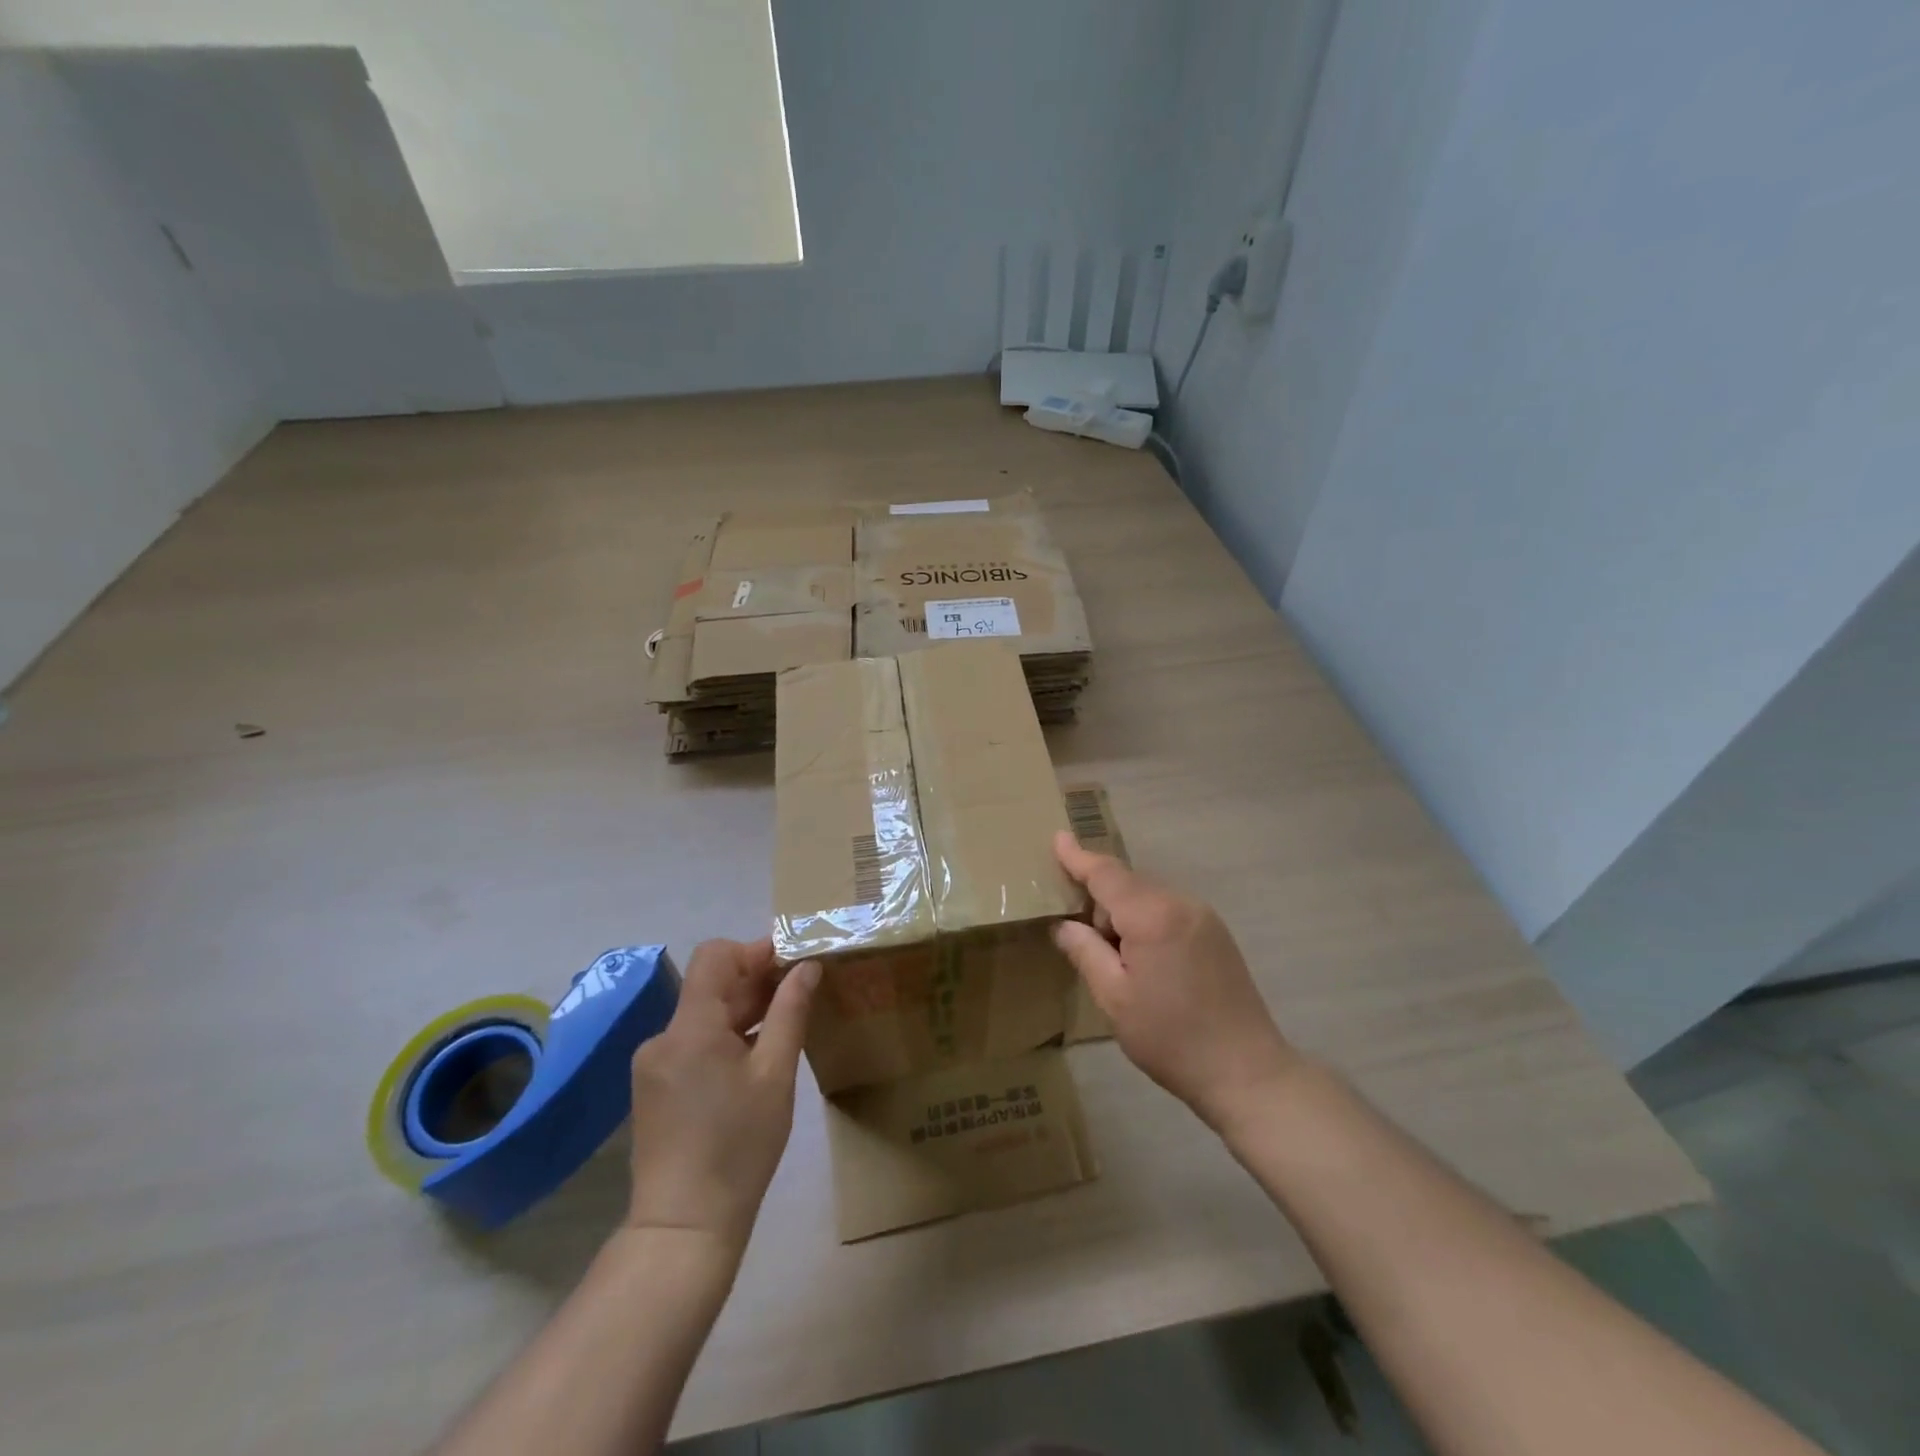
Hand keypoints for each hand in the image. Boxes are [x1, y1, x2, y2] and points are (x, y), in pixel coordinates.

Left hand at [624, 938, 820, 1252]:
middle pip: (710, 985)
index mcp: (690, 1028)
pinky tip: (753, 1059)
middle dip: (755, 980)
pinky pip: (692, 1042)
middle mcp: (663, 1037)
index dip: (754, 950)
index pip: (715, 955)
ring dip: (742, 1010)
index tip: (792, 963)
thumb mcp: (775, 1075)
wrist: (684, 1229)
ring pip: (702, 1014)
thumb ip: (790, 1012)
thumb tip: (807, 967)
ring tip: (784, 1025)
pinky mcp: (653, 1088)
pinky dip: (724, 1037)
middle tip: (800, 993)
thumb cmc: (739, 1147)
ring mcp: (653, 1064)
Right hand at [1051, 832, 1297, 1128]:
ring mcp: (1203, 916)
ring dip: (1122, 915)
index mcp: (1152, 915)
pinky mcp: (1215, 933)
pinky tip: (1144, 962)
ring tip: (1116, 962)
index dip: (1077, 857)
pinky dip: (1145, 922)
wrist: (1246, 1072)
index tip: (1057, 837)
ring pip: (1147, 898)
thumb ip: (1085, 952)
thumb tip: (1064, 925)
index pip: (1105, 874)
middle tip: (1081, 940)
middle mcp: (1180, 903)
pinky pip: (1167, 911)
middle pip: (1126, 884)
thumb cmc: (1171, 1038)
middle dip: (1098, 901)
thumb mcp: (1114, 998)